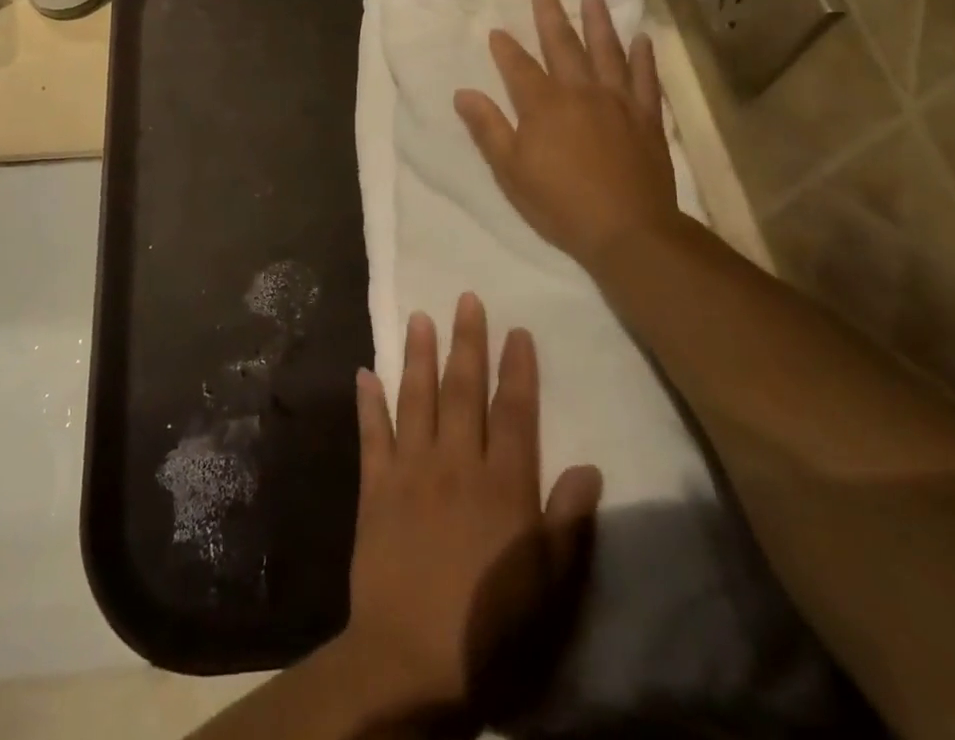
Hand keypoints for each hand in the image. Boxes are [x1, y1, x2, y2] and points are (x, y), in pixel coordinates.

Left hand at [345, 294, 602, 718]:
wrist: (412, 656)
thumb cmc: (488, 625)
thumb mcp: (547, 583)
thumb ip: (567, 521)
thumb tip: (590, 467)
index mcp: (502, 483)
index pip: (514, 411)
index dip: (517, 369)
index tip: (516, 330)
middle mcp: (456, 461)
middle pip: (463, 389)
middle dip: (467, 341)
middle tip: (466, 299)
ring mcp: (411, 468)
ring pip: (416, 397)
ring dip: (418, 355)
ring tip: (419, 317)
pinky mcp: (375, 484)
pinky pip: (371, 433)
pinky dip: (367, 401)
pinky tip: (364, 372)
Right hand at [455, 0, 684, 275]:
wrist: (627, 230)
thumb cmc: (559, 202)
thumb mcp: (510, 170)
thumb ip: (487, 128)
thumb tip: (463, 94)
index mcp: (543, 104)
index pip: (518, 66)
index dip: (505, 48)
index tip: (497, 30)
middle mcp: (580, 91)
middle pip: (562, 44)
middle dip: (549, 15)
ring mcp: (618, 101)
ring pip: (607, 51)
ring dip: (598, 21)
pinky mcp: (646, 117)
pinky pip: (645, 78)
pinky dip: (643, 57)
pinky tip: (641, 39)